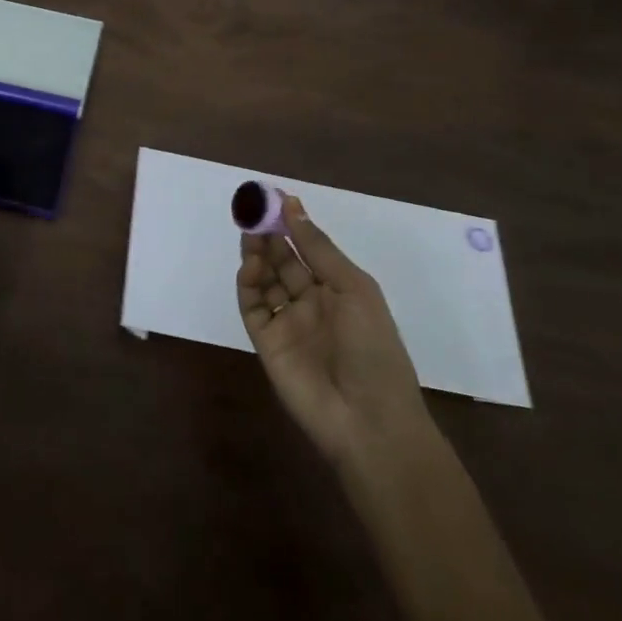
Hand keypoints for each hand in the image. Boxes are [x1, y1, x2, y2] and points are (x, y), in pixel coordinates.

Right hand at [237, 192, 426, 466]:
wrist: (369, 422)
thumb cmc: (374, 348)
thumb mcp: (354, 289)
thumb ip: (318, 248)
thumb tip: (292, 205)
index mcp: (338, 289)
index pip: (308, 248)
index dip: (291, 223)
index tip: (273, 198)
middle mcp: (311, 302)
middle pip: (283, 260)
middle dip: (269, 234)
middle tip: (253, 210)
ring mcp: (288, 322)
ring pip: (265, 279)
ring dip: (257, 254)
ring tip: (250, 233)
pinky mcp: (266, 342)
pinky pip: (252, 306)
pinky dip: (248, 283)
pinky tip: (251, 265)